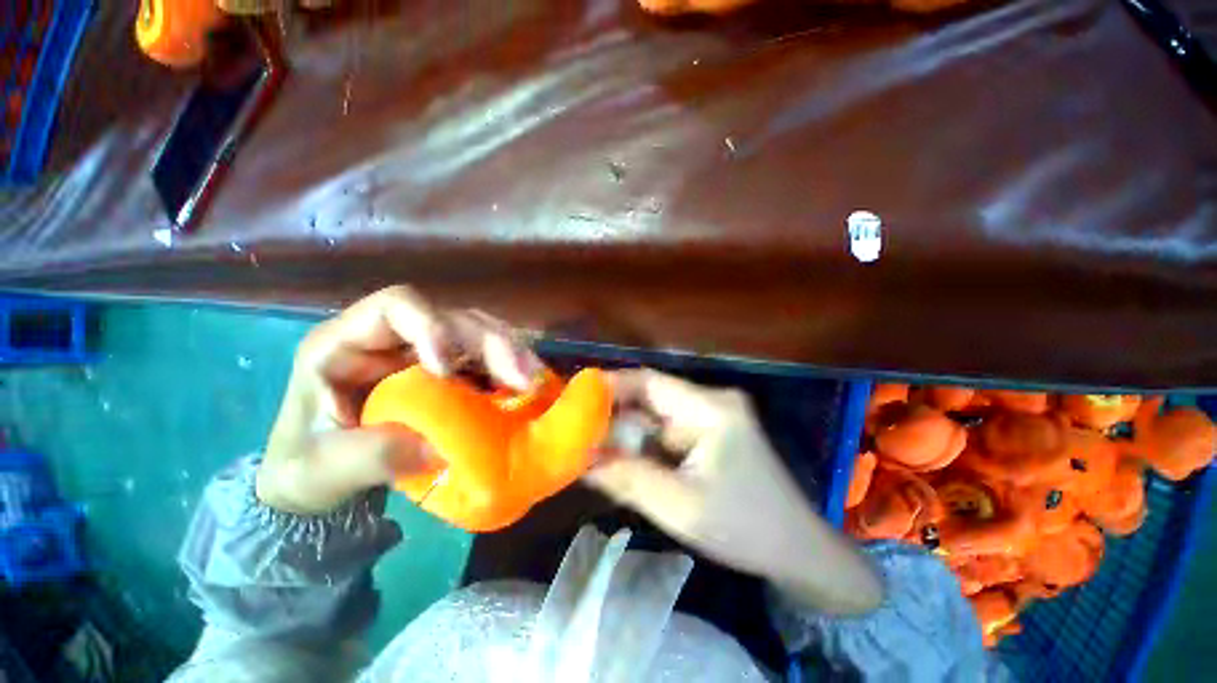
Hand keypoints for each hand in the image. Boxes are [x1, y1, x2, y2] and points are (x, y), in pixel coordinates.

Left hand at [258, 286, 543, 514]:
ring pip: (479, 334)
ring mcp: (427, 355)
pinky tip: (529, 389)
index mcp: (347, 343)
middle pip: (454, 318)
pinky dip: (510, 372)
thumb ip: (371, 456)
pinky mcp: (451, 374)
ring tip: (534, 381)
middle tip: (522, 378)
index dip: (432, 327)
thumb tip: (442, 448)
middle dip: (491, 343)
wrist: (316, 481)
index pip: (397, 306)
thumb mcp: (318, 469)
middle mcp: (395, 339)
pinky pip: (487, 362)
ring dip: (511, 354)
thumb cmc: (303, 467)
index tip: (448, 370)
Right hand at [586, 370, 881, 614]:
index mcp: (710, 409)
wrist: (797, 551)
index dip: (611, 385)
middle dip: (613, 414)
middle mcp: (711, 402)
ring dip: (627, 432)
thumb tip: (580, 460)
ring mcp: (712, 417)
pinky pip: (667, 431)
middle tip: (575, 429)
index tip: (574, 398)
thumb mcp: (680, 507)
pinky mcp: (711, 433)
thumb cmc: (745, 528)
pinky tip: (623, 459)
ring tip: (591, 446)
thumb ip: (627, 479)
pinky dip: (643, 444)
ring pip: (656, 416)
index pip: (650, 382)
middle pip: (651, 397)